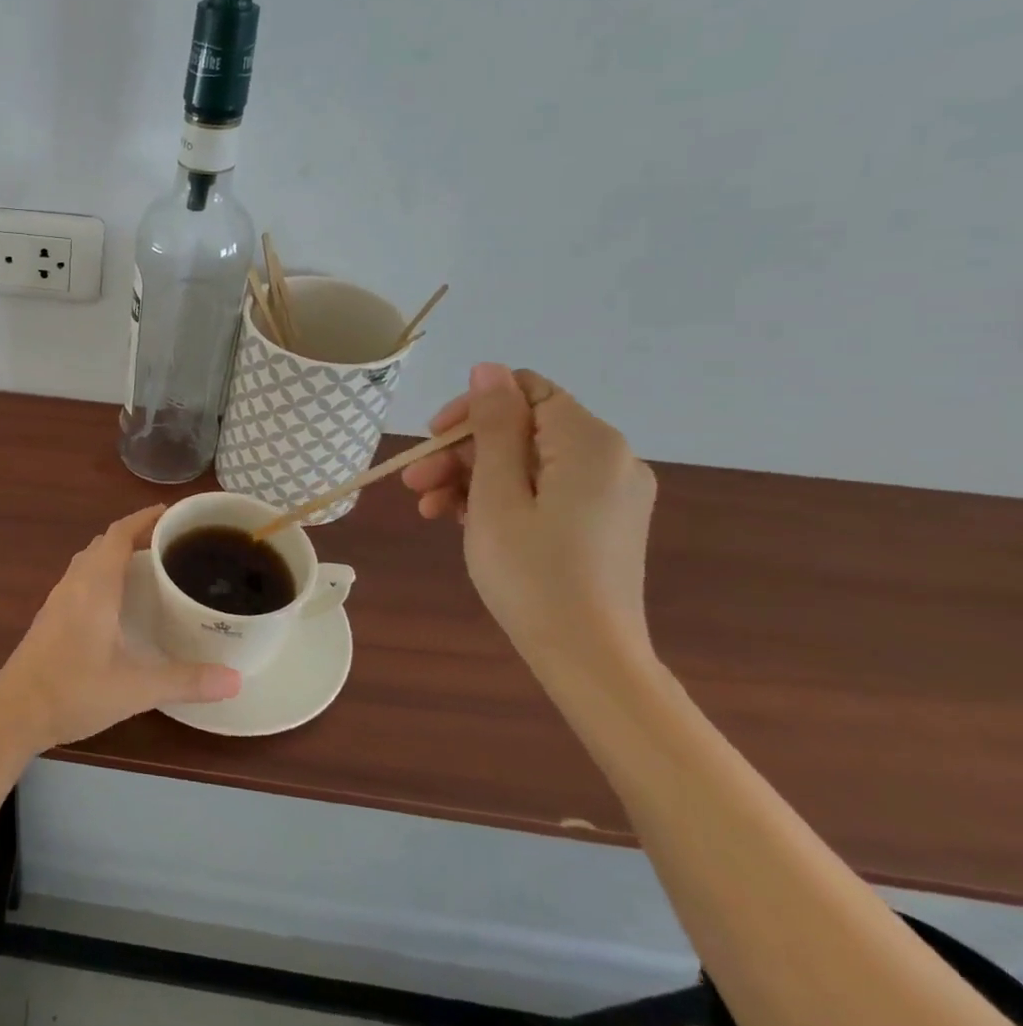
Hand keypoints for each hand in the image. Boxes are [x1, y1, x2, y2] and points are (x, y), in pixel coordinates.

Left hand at [0, 506, 240, 753]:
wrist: (14, 712)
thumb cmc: (73, 691)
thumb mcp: (135, 688)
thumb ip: (185, 682)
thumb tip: (236, 680)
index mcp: (94, 586)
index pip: (118, 534)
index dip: (144, 518)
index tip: (172, 514)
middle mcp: (74, 584)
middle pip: (104, 543)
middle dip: (135, 535)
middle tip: (171, 543)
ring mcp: (58, 599)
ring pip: (89, 561)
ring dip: (116, 554)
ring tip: (150, 567)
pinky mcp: (50, 617)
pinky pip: (80, 579)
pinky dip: (102, 574)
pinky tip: (118, 602)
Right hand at [400, 364, 658, 684]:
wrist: (588, 657)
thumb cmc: (532, 572)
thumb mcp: (497, 494)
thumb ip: (494, 426)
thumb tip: (489, 369)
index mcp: (589, 443)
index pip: (524, 391)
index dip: (472, 408)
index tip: (431, 442)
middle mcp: (610, 458)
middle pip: (522, 429)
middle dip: (462, 451)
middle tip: (414, 484)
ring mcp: (609, 492)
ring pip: (527, 462)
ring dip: (472, 477)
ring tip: (429, 509)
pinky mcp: (602, 521)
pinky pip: (544, 489)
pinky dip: (501, 498)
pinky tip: (461, 521)